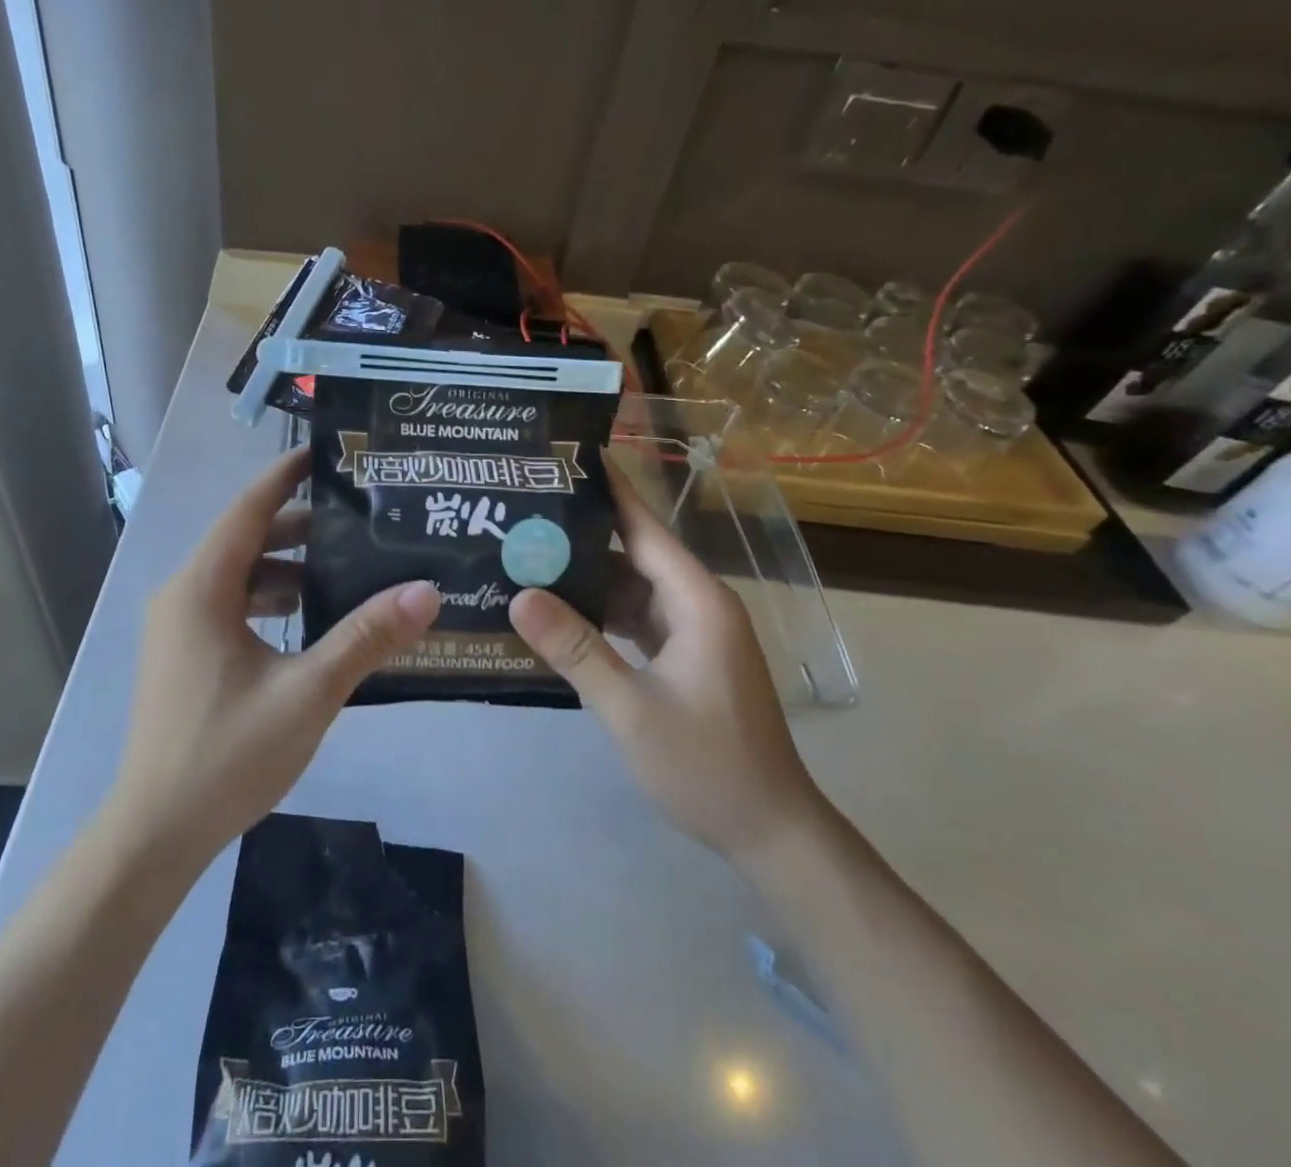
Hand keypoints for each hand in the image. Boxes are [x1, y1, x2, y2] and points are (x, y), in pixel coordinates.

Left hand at [108, 447, 439, 861]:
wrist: (156, 834)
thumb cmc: (226, 755)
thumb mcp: (308, 692)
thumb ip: (366, 638)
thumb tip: (426, 592)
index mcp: (201, 588)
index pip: (248, 509)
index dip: (286, 475)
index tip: (329, 453)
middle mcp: (183, 596)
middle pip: (248, 540)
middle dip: (302, 526)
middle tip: (362, 519)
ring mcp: (180, 628)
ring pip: (242, 577)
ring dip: (290, 568)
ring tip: (349, 568)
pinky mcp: (185, 656)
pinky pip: (234, 607)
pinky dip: (273, 602)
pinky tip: (315, 621)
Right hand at [508, 464, 824, 860]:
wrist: (771, 832)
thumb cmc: (707, 766)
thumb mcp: (631, 708)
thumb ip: (575, 649)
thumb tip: (519, 595)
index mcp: (696, 601)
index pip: (644, 527)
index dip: (608, 490)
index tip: (565, 458)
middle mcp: (697, 604)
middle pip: (633, 553)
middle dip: (580, 535)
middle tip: (522, 515)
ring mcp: (693, 632)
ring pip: (632, 588)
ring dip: (586, 578)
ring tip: (527, 558)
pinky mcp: (685, 658)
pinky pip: (636, 619)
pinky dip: (600, 614)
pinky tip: (558, 615)